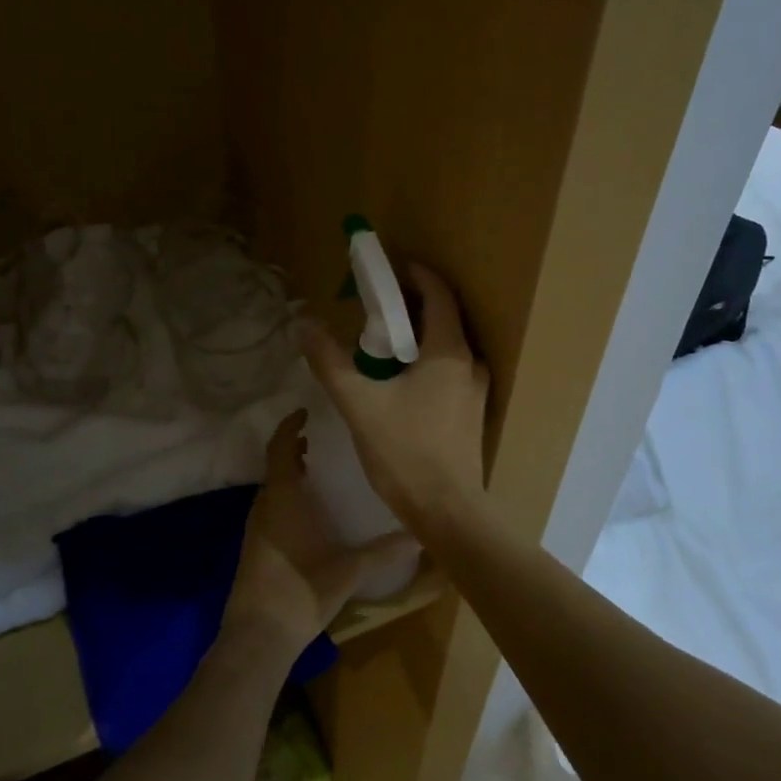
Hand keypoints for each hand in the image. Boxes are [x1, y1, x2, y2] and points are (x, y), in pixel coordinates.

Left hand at [222, 410, 388, 663]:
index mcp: (283, 498)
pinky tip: (305, 514)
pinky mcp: (252, 548)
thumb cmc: (302, 590)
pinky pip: (268, 509)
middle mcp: (264, 506)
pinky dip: (284, 497)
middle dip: (293, 450)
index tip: (304, 413)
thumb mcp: (350, 570)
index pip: (280, 448)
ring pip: (271, 489)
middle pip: (274, 466)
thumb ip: (385, 550)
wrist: (258, 635)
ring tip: (313, 472)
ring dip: (288, 475)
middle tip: (317, 442)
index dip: (289, 426)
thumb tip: (421, 536)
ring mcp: (254, 528)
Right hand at [301, 262, 489, 534]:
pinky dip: (426, 361)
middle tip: (375, 306)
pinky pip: (449, 370)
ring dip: (418, 336)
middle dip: (410, 305)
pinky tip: (400, 380)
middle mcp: (470, 364)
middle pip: (443, 318)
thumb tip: (305, 323)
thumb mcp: (358, 404)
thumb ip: (330, 362)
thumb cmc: (405, 452)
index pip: (438, 294)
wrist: (447, 512)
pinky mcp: (471, 413)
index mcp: (449, 352)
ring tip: (382, 343)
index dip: (415, 275)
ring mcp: (475, 390)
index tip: (389, 268)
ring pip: (446, 347)